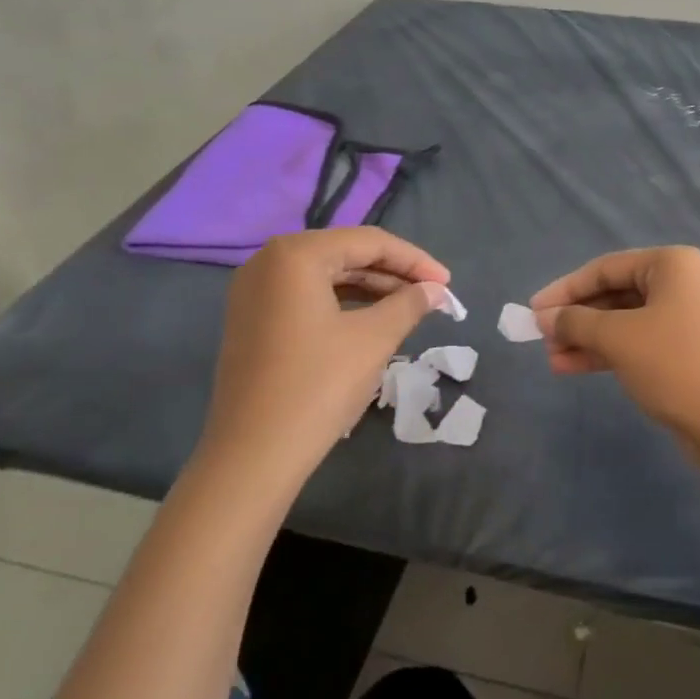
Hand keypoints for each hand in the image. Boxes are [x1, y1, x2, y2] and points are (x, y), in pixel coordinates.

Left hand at [200, 228, 454, 473]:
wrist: (252, 456)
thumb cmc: (318, 386)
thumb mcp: (374, 339)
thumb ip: (409, 304)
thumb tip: (434, 290)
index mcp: (296, 254)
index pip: (369, 242)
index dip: (414, 261)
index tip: (447, 283)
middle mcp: (268, 261)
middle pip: (345, 254)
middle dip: (393, 273)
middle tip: (432, 295)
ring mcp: (254, 292)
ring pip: (326, 275)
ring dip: (370, 288)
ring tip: (409, 308)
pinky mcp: (251, 320)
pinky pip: (306, 296)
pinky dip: (342, 303)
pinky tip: (371, 320)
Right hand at [529, 246, 699, 430]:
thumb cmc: (674, 364)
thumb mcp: (618, 338)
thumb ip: (576, 322)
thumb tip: (545, 318)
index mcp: (673, 264)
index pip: (606, 268)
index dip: (565, 289)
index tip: (533, 310)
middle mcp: (683, 283)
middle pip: (616, 293)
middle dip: (577, 317)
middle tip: (541, 338)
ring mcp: (688, 317)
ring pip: (625, 321)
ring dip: (588, 338)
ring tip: (552, 359)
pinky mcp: (688, 349)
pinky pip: (639, 341)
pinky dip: (609, 352)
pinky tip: (574, 367)